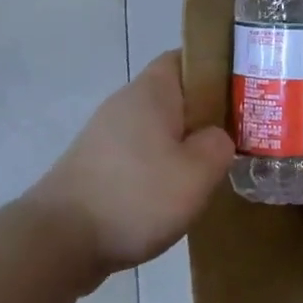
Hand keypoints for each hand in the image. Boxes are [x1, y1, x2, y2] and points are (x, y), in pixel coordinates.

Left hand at [27, 50, 234, 274]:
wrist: (56, 245)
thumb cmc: (135, 196)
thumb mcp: (199, 171)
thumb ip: (220, 145)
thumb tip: (215, 139)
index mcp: (151, 93)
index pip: (187, 58)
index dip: (218, 68)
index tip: (245, 90)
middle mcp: (125, 106)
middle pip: (176, 96)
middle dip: (208, 113)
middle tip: (241, 133)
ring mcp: (106, 138)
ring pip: (160, 129)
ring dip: (186, 144)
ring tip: (214, 168)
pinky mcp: (96, 168)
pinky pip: (142, 155)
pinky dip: (162, 168)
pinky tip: (177, 194)